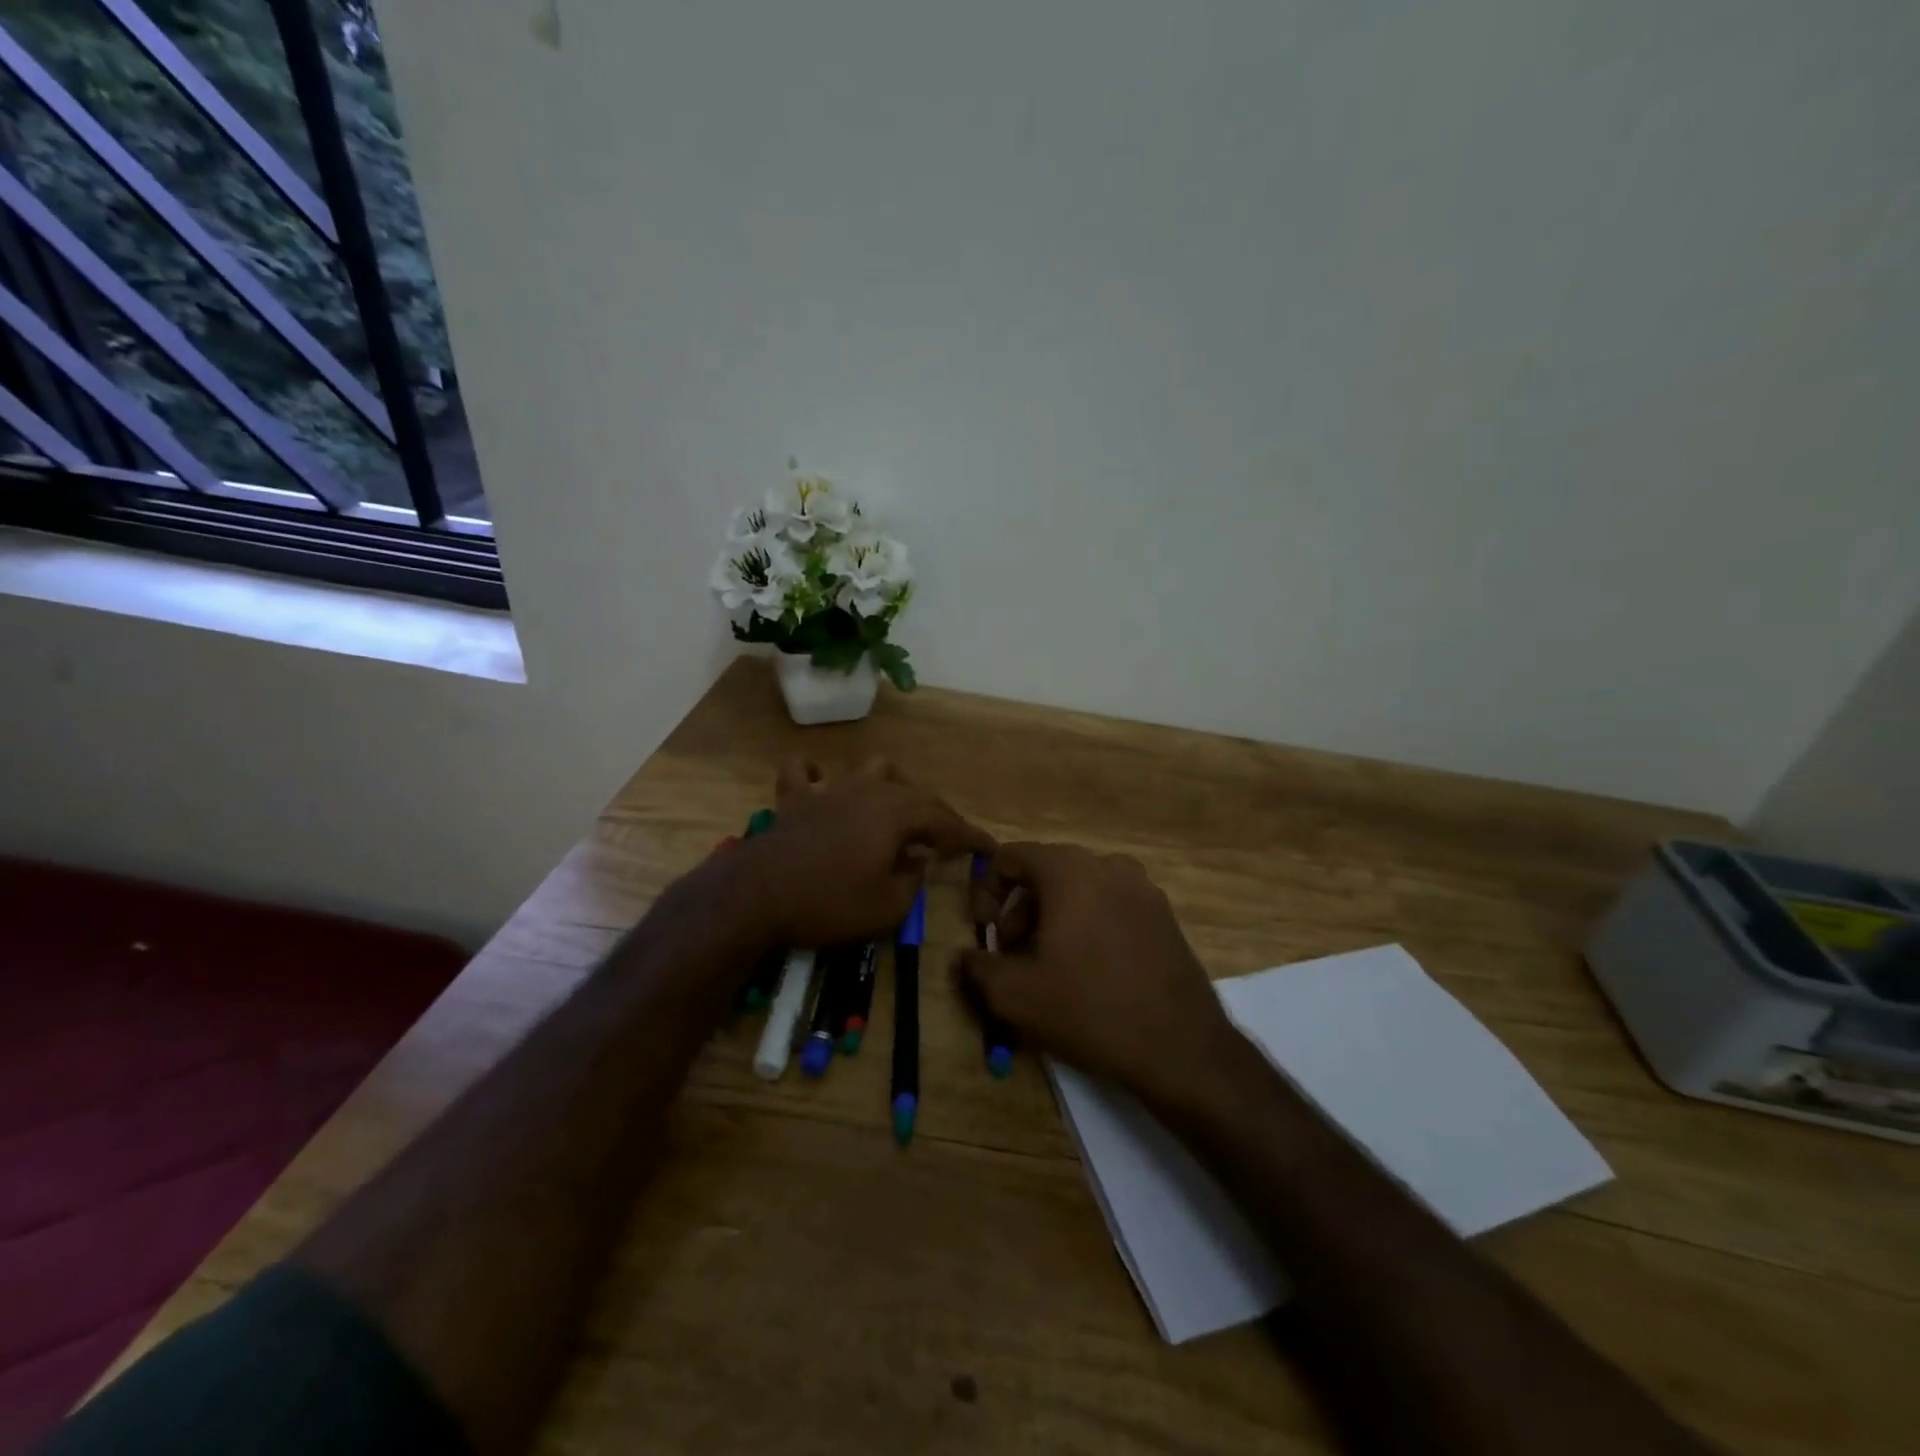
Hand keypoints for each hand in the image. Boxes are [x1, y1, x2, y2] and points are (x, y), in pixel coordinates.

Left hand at [737, 758, 993, 948]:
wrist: (758, 896)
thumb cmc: (830, 903)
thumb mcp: (886, 908)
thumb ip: (912, 881)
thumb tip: (917, 860)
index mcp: (896, 813)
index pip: (945, 820)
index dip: (969, 835)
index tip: (989, 848)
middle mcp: (868, 790)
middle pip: (914, 792)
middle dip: (938, 813)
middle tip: (950, 838)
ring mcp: (830, 790)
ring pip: (871, 769)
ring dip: (892, 785)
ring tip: (899, 806)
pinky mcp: (795, 800)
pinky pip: (803, 773)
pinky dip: (814, 774)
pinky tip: (820, 783)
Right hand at [953, 843, 1248, 1112]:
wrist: (1181, 1048)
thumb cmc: (1089, 1010)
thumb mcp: (1015, 995)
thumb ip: (977, 967)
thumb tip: (964, 956)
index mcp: (1069, 870)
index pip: (1011, 856)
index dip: (987, 891)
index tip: (986, 933)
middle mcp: (1109, 865)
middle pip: (1046, 871)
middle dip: (1020, 910)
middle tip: (1014, 956)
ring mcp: (1143, 888)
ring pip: (1080, 889)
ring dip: (1053, 918)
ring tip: (1050, 966)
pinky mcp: (1164, 915)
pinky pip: (1111, 904)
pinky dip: (1088, 924)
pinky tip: (1090, 971)